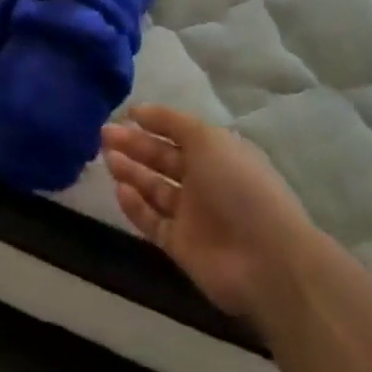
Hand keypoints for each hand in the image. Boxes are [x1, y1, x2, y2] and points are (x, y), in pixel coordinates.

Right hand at [102, 105, 313, 317]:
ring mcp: (192, 215)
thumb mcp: (208, 139)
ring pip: (154, 188)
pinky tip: (120, 190)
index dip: (154, 123)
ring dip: (131, 172)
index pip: (179, 133)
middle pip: (162, 159)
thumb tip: (140, 111)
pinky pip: (152, 221)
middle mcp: (204, 181)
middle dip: (134, 145)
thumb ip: (172, 122)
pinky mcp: (180, 245)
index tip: (126, 114)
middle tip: (104, 135)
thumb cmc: (239, 187)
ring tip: (107, 158)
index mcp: (216, 154)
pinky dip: (135, 206)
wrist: (266, 260)